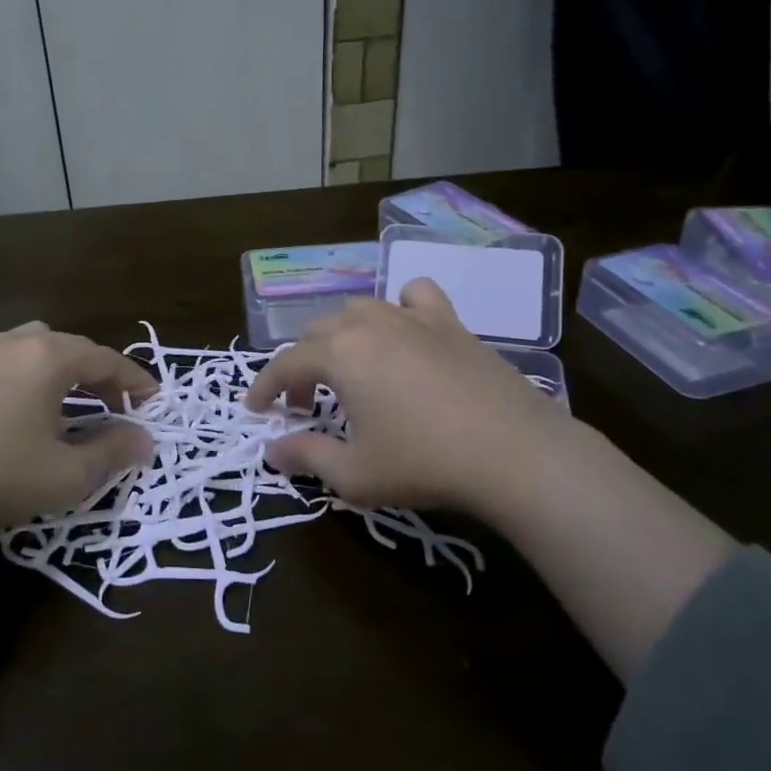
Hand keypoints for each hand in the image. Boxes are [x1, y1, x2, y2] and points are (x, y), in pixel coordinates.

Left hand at [0, 323, 156, 619]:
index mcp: (47, 358)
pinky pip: (6, 362)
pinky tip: (25, 412)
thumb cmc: (0, 477)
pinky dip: (30, 376)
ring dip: (62, 369)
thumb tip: (145, 440)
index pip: (105, 359)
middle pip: (70, 345)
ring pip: (34, 347)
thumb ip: (114, 451)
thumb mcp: (69, 473)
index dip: (135, 380)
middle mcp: (13, 344)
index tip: (155, 400)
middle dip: (99, 372)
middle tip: (116, 404)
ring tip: (72, 402)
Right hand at [251, 279, 734, 678]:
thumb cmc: (424, 464)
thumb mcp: (354, 473)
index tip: (255, 409)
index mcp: (339, 354)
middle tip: (303, 406)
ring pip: (359, 309)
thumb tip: (272, 451)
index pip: (285, 363)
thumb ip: (306, 456)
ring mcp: (413, 318)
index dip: (265, 386)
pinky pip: (415, 297)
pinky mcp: (451, 324)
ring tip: (347, 370)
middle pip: (318, 333)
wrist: (515, 453)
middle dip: (301, 367)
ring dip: (340, 337)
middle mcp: (369, 323)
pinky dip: (399, 307)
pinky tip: (405, 332)